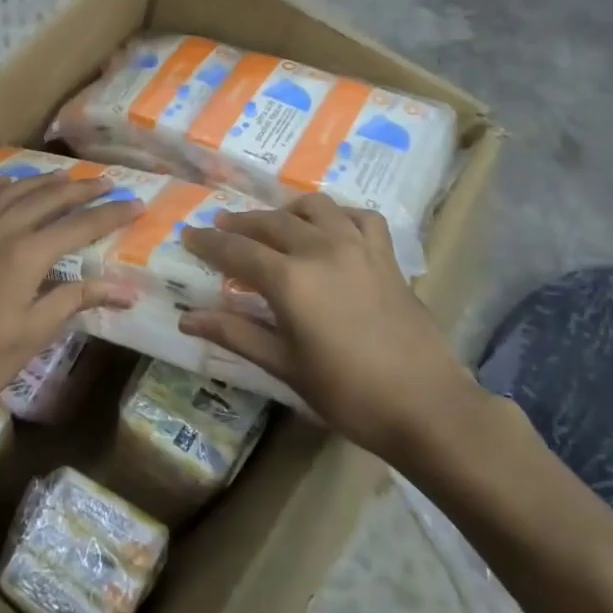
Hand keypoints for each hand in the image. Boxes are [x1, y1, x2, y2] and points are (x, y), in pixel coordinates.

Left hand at [0, 171, 141, 424]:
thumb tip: (127, 290)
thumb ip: (77, 300)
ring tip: (67, 177)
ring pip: (13, 190)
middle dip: (82, 189)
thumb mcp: (34, 333)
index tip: (136, 204)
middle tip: (108, 182)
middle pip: (49, 198)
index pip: (79, 225)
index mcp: (26, 254)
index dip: (111, 214)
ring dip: (44, 181)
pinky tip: (8, 185)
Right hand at [178, 194, 487, 460]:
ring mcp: (358, 247)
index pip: (236, 250)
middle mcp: (321, 249)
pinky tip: (331, 228)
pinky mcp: (386, 255)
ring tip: (274, 224)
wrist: (426, 405)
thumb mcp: (284, 366)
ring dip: (286, 210)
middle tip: (221, 228)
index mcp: (290, 279)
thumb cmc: (347, 393)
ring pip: (315, 208)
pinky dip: (339, 215)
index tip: (188, 235)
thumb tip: (186, 318)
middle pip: (270, 222)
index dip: (208, 242)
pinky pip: (360, 217)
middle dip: (241, 222)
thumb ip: (235, 334)